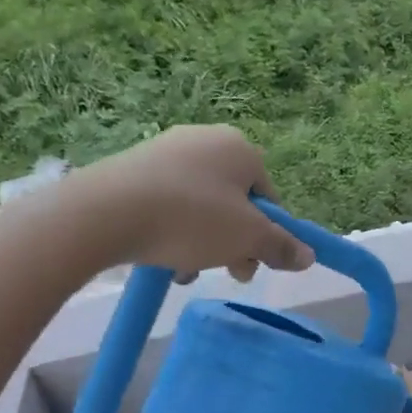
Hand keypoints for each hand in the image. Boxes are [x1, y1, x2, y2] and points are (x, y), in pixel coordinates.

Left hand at [44, 126, 314, 281]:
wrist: (103, 213)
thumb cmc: (190, 219)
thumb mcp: (246, 239)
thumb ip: (281, 247)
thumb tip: (308, 257)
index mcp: (240, 147)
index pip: (269, 197)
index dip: (267, 235)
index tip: (252, 264)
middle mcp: (205, 139)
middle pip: (235, 202)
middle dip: (234, 242)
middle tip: (225, 273)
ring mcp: (166, 151)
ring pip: (201, 206)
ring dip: (203, 242)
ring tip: (185, 271)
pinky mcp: (133, 167)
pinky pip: (168, 202)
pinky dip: (172, 230)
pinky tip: (160, 255)